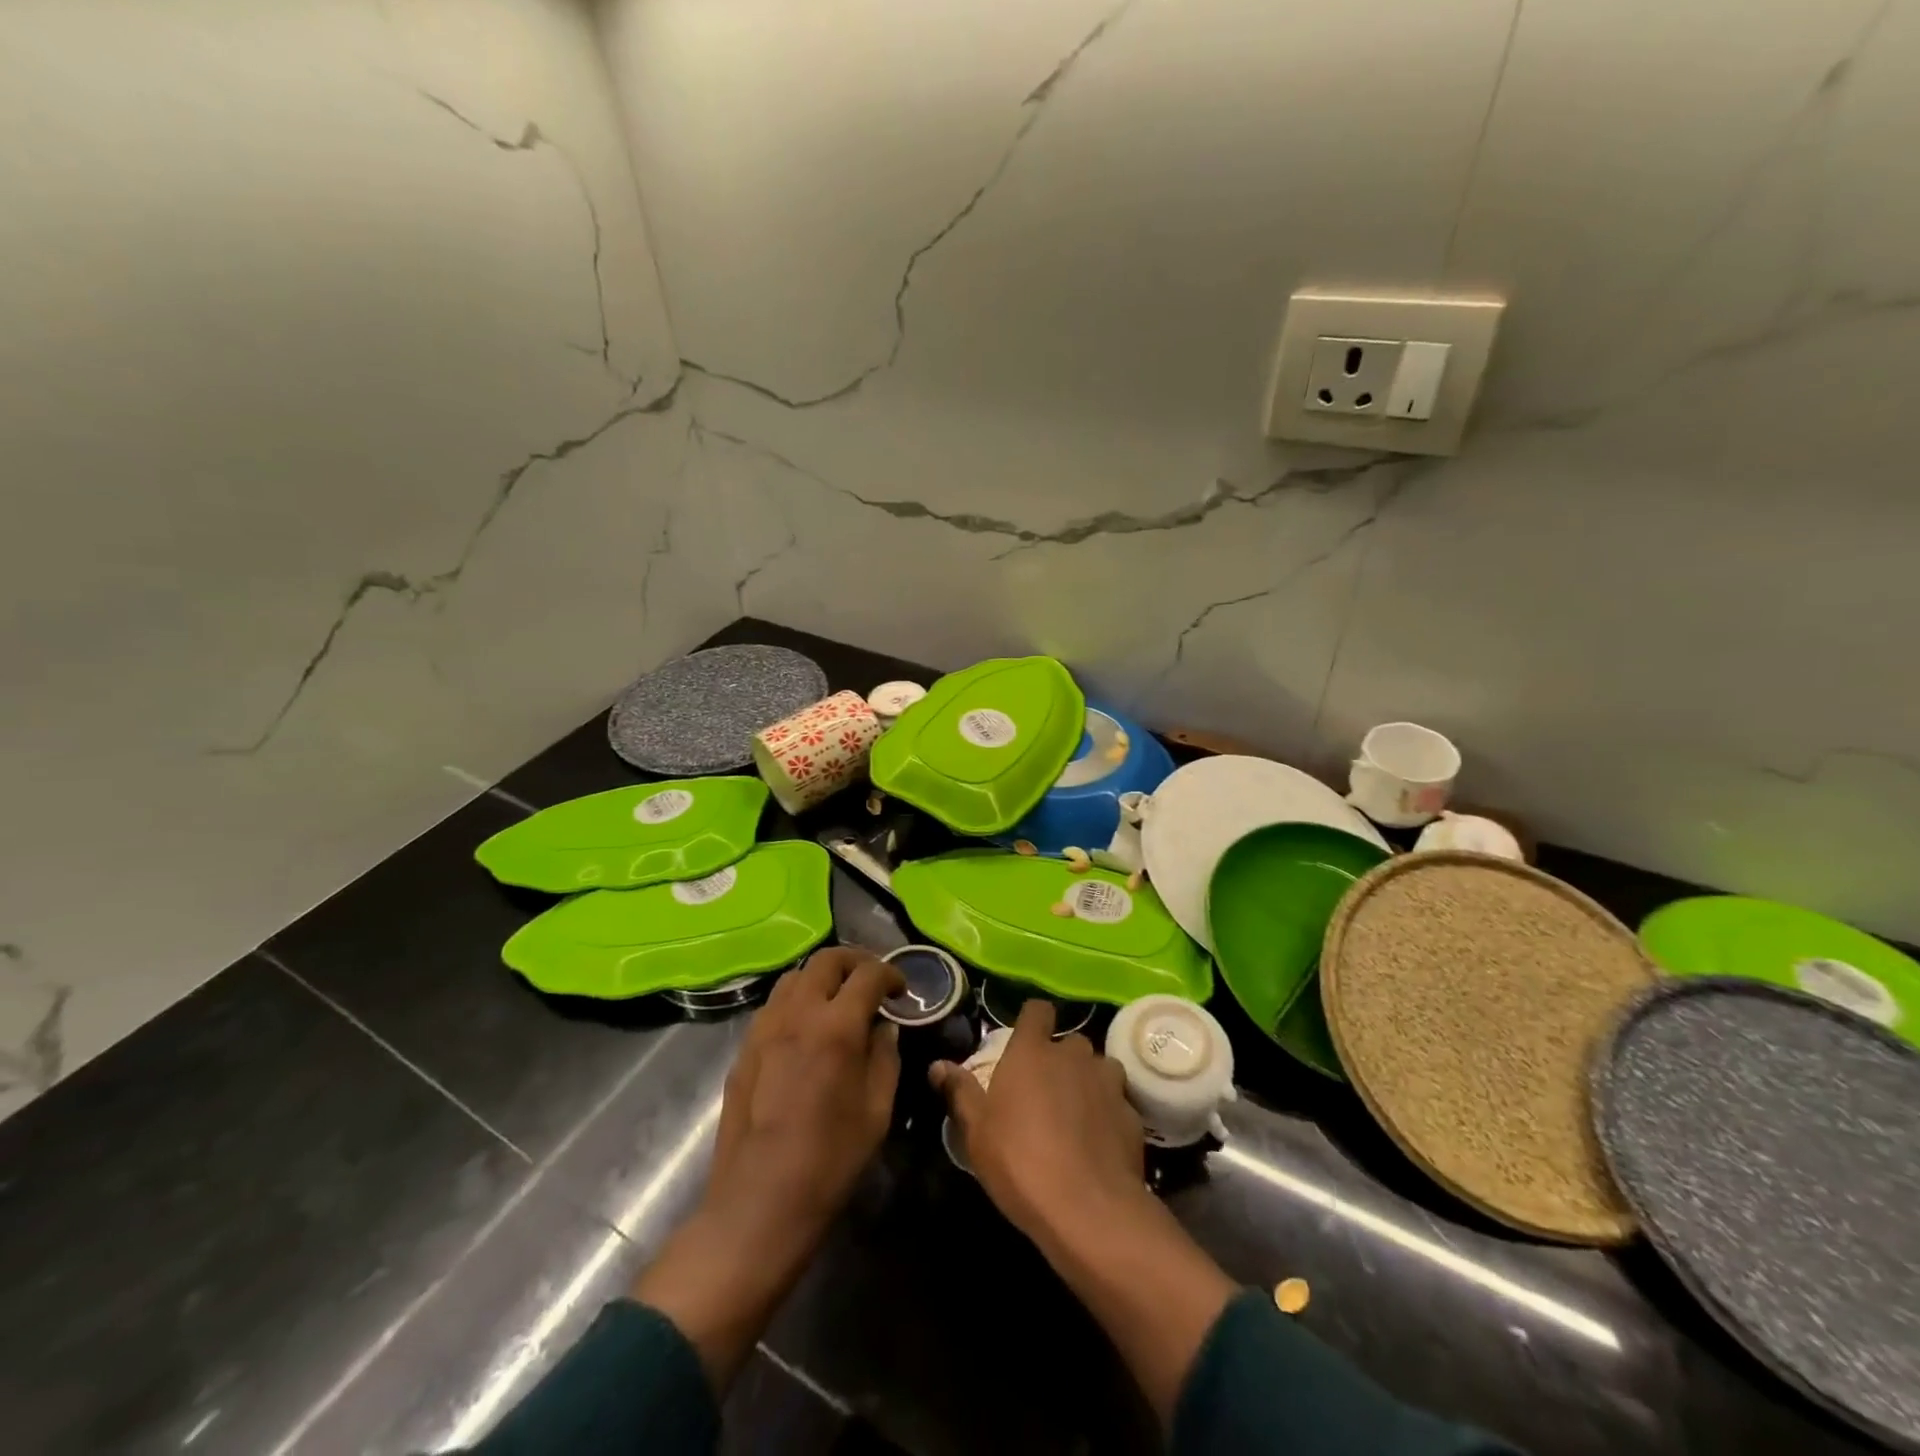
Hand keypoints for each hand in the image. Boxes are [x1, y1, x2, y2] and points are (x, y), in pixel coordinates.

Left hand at [708, 945, 904, 1225]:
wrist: (760, 1202)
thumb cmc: (830, 1160)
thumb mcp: (877, 1110)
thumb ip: (885, 1058)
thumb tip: (884, 1029)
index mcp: (835, 1027)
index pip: (868, 975)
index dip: (890, 974)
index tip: (901, 991)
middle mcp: (796, 1014)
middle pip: (826, 960)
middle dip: (855, 961)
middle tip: (872, 982)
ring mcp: (764, 1028)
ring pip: (794, 977)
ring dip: (822, 977)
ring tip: (838, 1000)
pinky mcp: (744, 1048)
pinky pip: (773, 1005)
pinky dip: (796, 1001)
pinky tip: (806, 1030)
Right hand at [931, 998, 1148, 1243]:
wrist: (1088, 1208)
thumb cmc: (1020, 1162)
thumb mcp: (977, 1132)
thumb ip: (960, 1092)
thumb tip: (938, 1065)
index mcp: (1032, 1052)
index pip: (1037, 1010)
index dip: (1033, 1021)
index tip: (1026, 1041)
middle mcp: (1073, 1056)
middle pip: (1070, 1042)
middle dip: (1061, 1059)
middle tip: (1046, 1091)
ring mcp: (1108, 1082)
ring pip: (1100, 1068)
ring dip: (1090, 1083)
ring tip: (1077, 1115)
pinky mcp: (1133, 1113)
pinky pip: (1118, 1102)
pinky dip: (1109, 1114)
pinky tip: (1099, 1144)